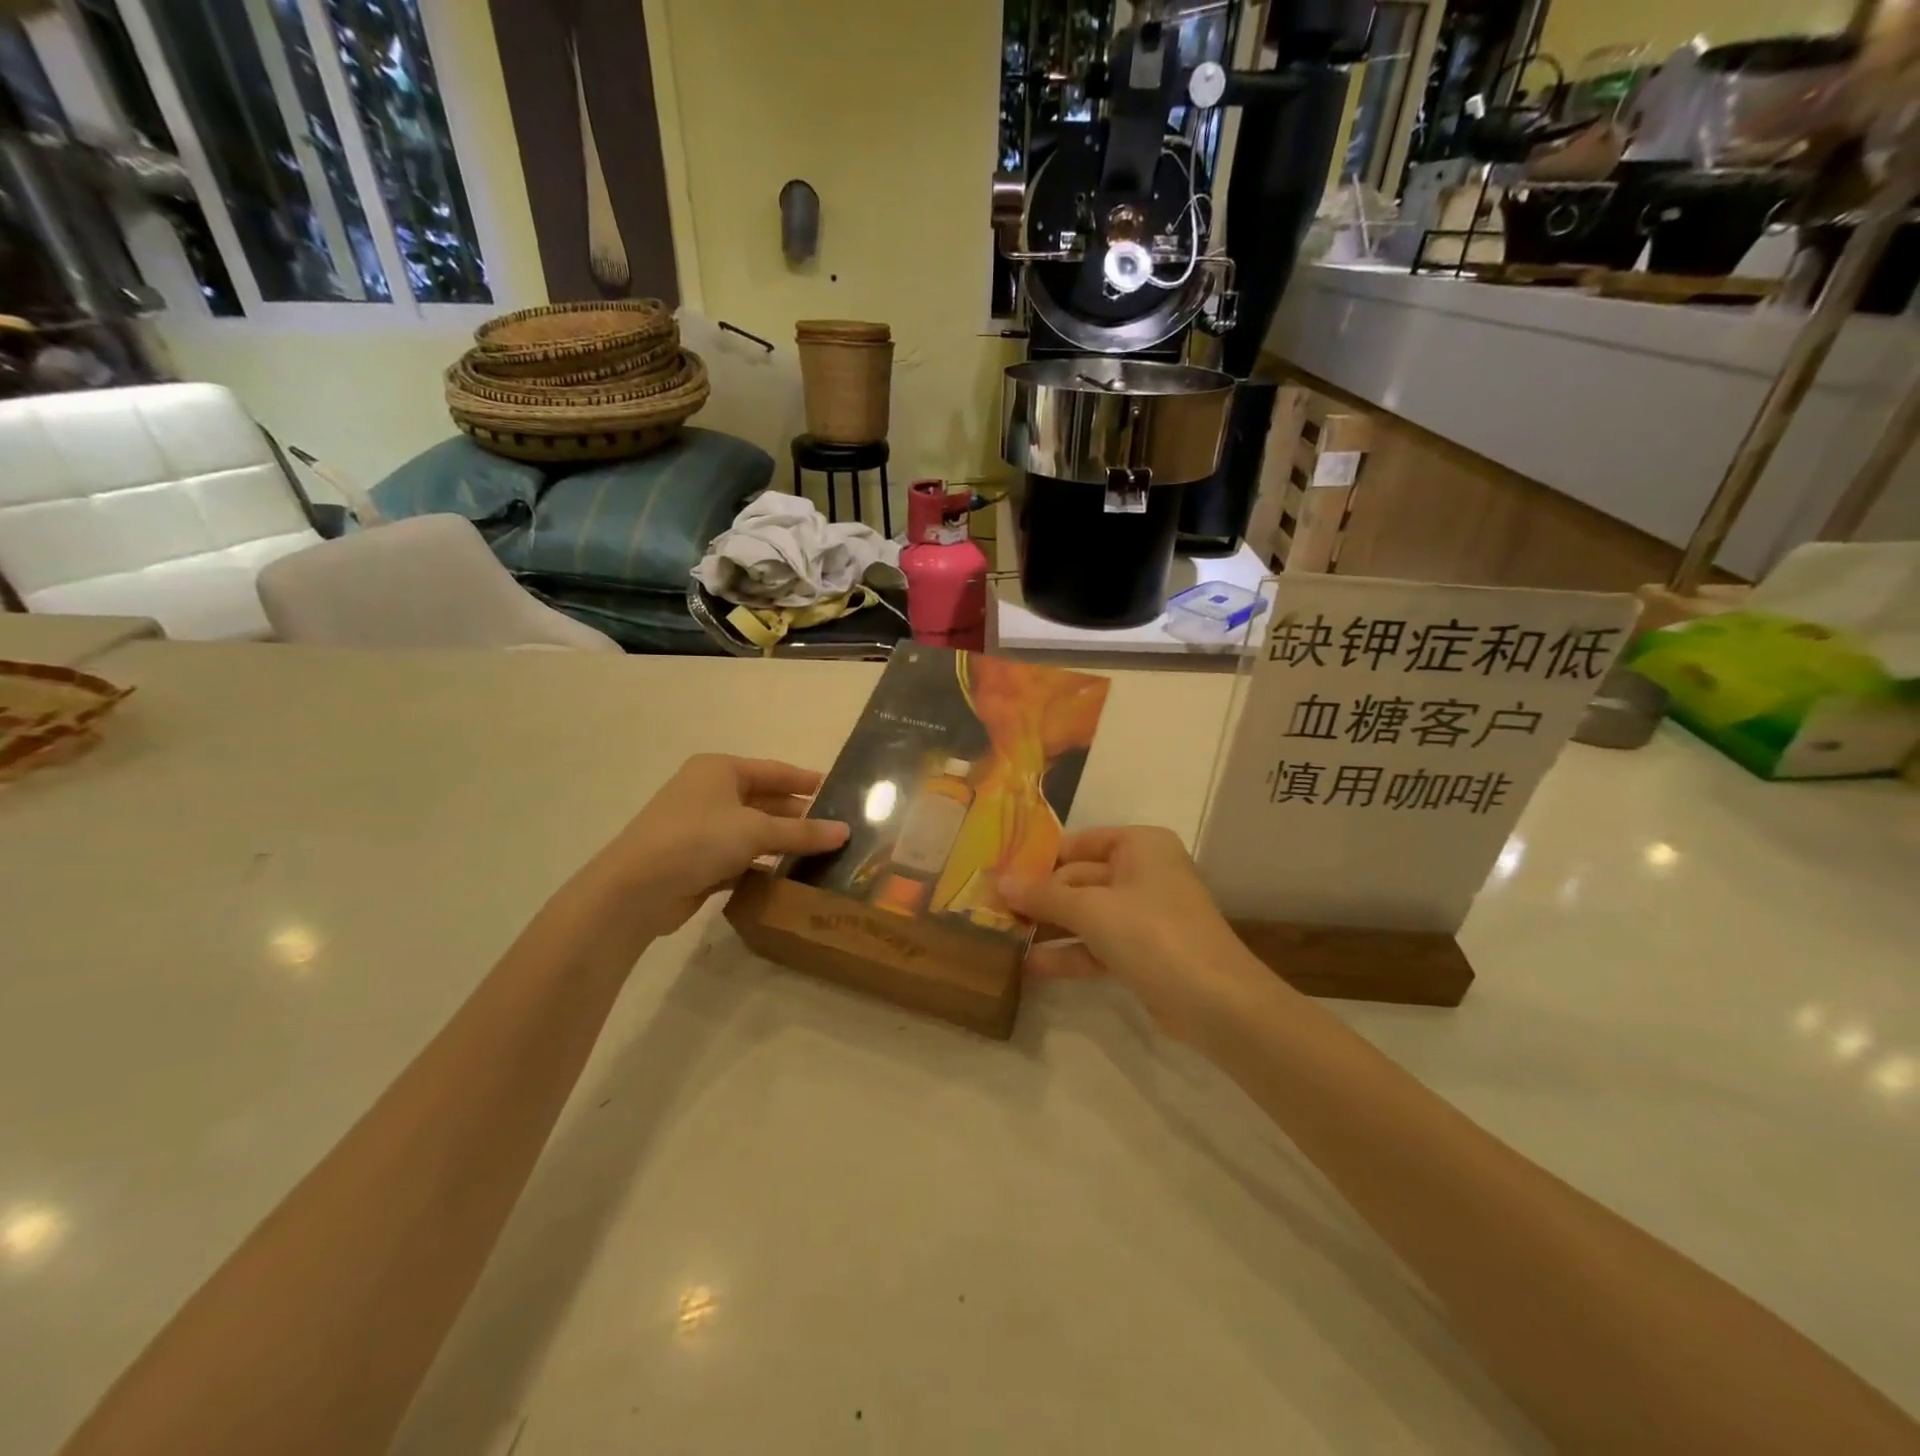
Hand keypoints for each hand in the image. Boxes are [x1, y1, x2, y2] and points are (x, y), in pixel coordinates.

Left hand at [587, 754, 849, 939]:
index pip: (775, 771)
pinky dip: (763, 866)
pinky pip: (741, 858)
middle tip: (837, 829)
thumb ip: (802, 832)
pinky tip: (790, 879)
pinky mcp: (698, 861)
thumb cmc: (697, 840)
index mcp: (720, 770)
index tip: (840, 791)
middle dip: (799, 816)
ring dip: (783, 844)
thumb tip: (845, 832)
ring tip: (823, 855)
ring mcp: (702, 828)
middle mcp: (710, 793)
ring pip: (754, 832)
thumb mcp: (756, 830)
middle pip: (766, 801)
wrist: (635, 890)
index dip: (807, 781)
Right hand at [999, 826, 1278, 1046]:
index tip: (999, 874)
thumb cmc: (1153, 934)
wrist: (1216, 1003)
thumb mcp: (1092, 910)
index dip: (1040, 859)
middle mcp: (1143, 873)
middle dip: (1040, 898)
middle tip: (993, 910)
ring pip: (1087, 914)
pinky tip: (1030, 966)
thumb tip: (999, 882)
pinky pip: (1097, 945)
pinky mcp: (1143, 953)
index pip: (1079, 843)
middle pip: (1080, 879)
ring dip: (1050, 927)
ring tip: (1002, 937)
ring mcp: (1144, 915)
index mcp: (1140, 846)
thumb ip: (1044, 896)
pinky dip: (1069, 954)